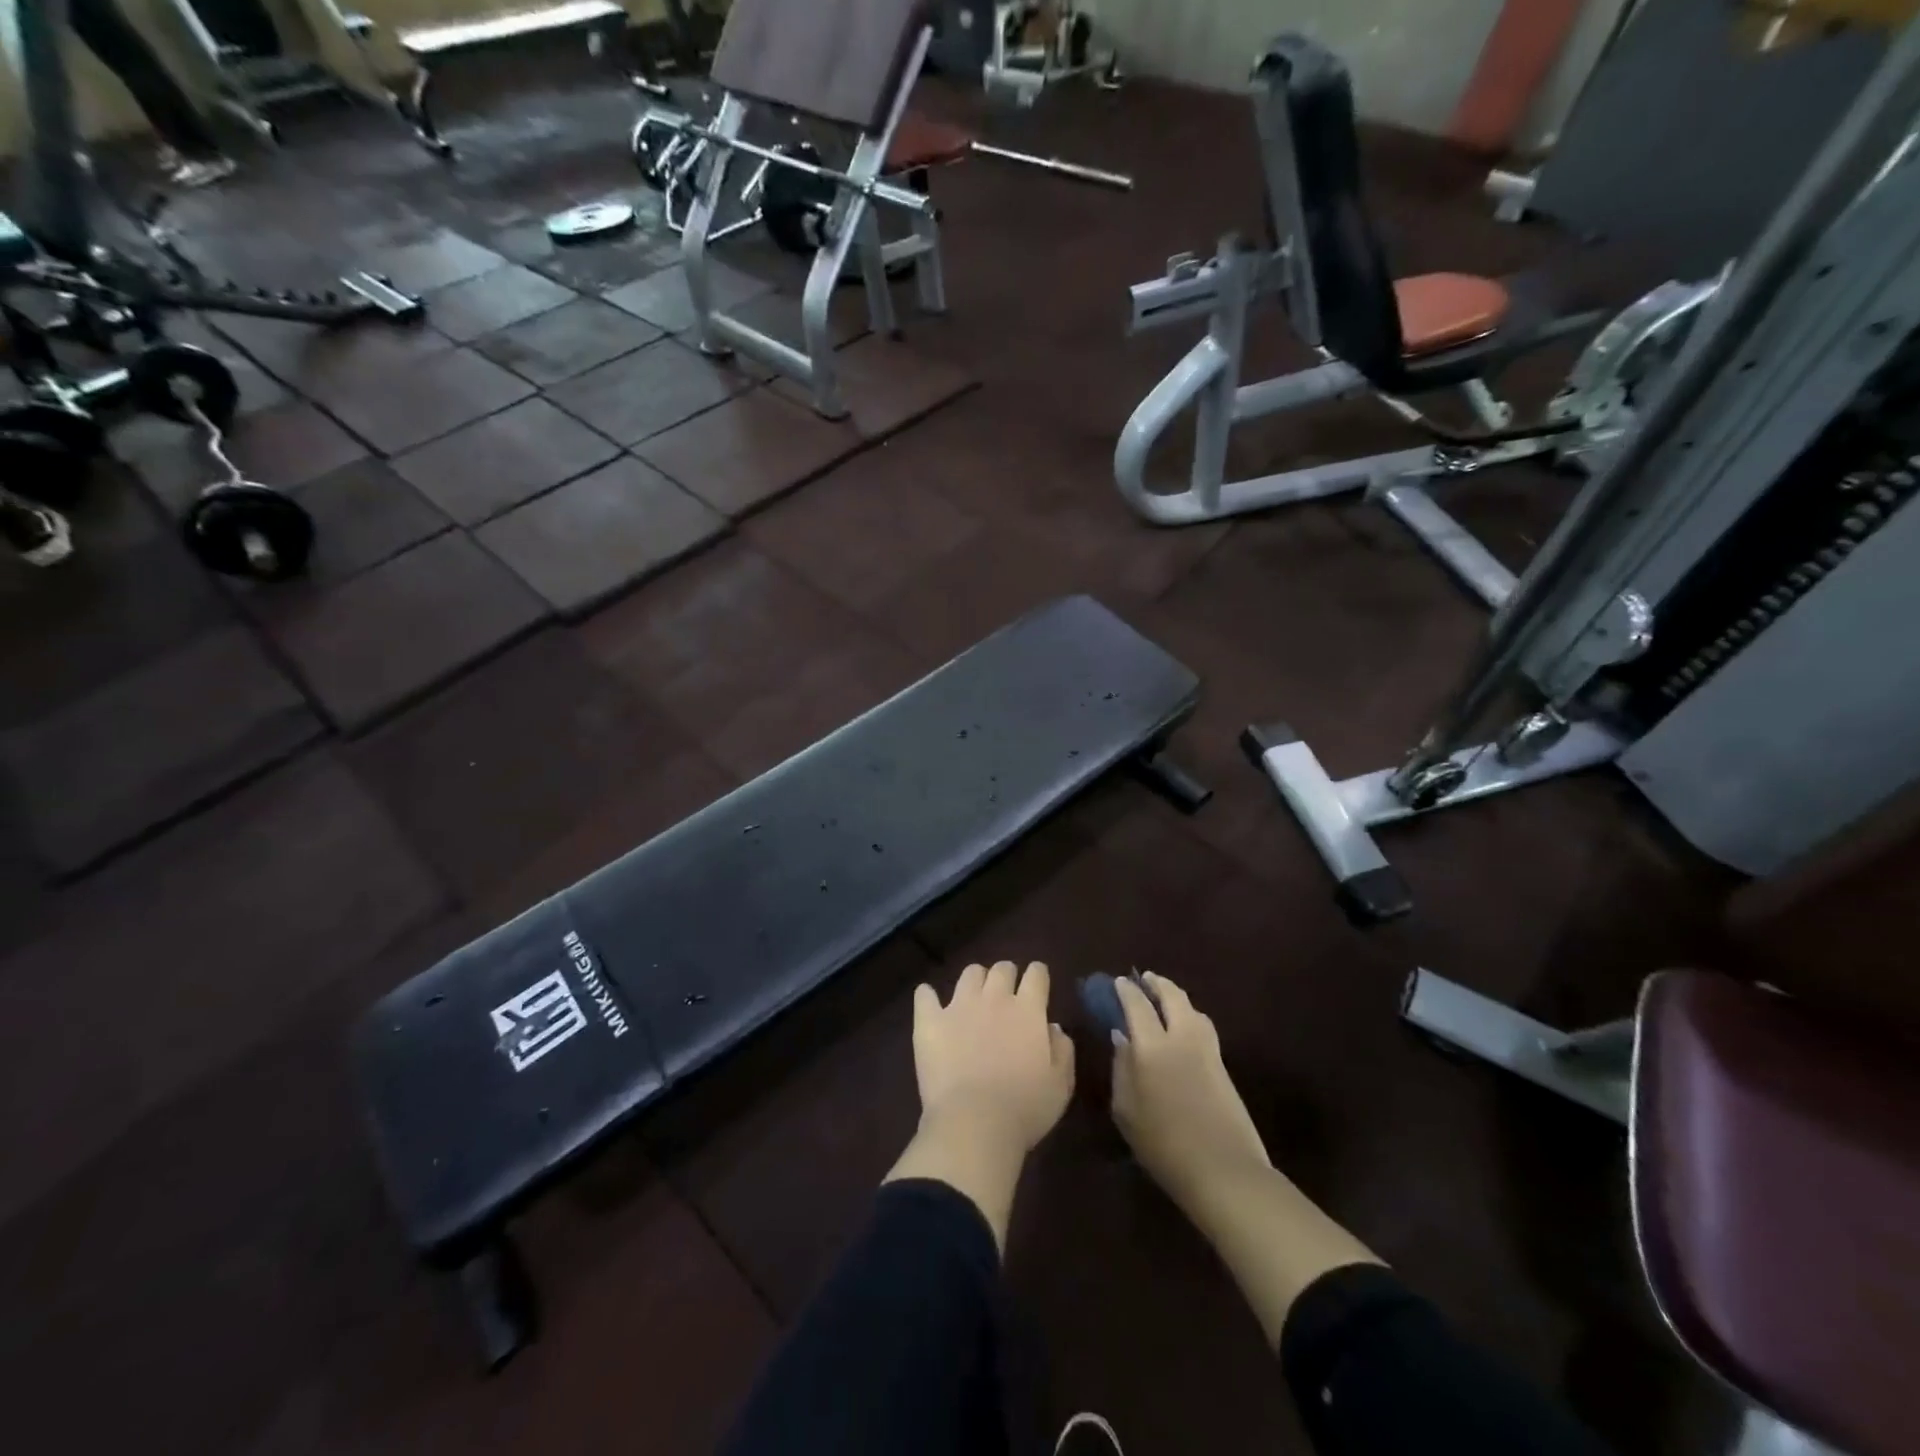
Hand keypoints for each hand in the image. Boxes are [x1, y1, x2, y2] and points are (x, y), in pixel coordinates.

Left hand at [912, 960, 1074, 1154]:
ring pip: (969, 974)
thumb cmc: (1025, 1108)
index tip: (1038, 984)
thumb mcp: (1060, 1085)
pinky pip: (924, 995)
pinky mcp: (930, 1021)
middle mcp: (995, 998)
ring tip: (974, 997)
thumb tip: (1053, 1027)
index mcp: (1028, 1010)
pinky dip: (927, 996)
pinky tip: (929, 1003)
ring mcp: (959, 1006)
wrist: (974, 1123)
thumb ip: (1062, 1050)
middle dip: (1007, 976)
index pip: (1037, 974)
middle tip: (1006, 995)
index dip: (1038, 975)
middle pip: (1002, 969)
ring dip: (975, 980)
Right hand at [1111, 972, 1271, 1210]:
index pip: (1137, 1005)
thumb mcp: (1126, 1110)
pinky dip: (1190, 1016)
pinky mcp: (1223, 1066)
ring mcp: (1207, 1050)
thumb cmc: (1163, 1145)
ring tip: (1165, 999)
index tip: (1118, 982)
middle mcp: (1181, 1038)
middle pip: (1171, 996)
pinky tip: (1183, 1027)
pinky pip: (1203, 1026)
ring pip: (1192, 1009)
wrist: (1223, 1170)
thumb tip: (1121, 1037)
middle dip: (1156, 984)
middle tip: (1145, 980)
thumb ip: (1121, 1068)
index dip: (1126, 990)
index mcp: (1151, 1047)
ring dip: (1176, 997)